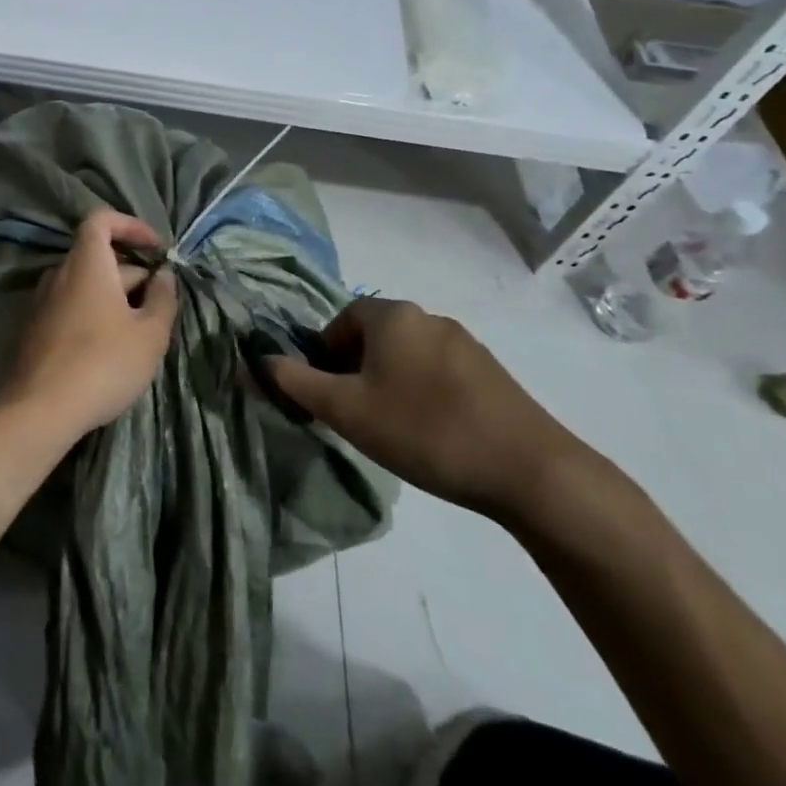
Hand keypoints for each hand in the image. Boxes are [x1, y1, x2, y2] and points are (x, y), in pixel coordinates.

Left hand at [0, 209, 177, 446]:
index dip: (130, 225)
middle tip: (159, 304)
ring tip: (140, 330)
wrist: (38, 410)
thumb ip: (163, 298)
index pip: (101, 219)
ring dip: (114, 296)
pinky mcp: (34, 329)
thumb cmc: (102, 364)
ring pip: (85, 285)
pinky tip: (110, 348)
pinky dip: (94, 313)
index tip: (156, 248)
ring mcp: (42, 301)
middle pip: (98, 256)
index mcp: (87, 263)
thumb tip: (164, 275)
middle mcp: (60, 273)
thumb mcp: (149, 335)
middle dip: (132, 272)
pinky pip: (70, 306)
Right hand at [263, 297, 594, 527]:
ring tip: (392, 428)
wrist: (530, 470)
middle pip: (373, 336)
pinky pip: (438, 372)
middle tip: (353, 414)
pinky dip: (422, 393)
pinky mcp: (491, 373)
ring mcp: (465, 344)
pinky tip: (431, 433)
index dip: (324, 355)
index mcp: (392, 315)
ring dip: (388, 382)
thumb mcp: (347, 410)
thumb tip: (255, 360)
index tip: (327, 394)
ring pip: (406, 355)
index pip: (341, 320)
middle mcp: (428, 317)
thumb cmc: (424, 430)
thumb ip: (295, 383)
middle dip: (355, 370)